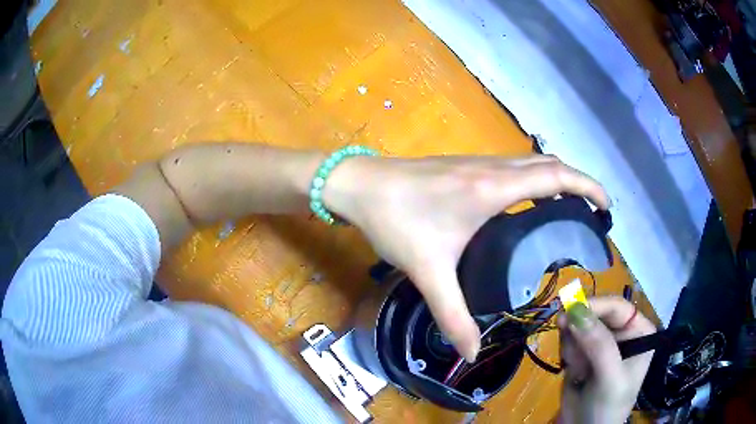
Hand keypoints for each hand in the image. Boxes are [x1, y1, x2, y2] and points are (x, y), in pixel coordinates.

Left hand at [323, 154, 608, 360]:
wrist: (358, 185)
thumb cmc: (395, 220)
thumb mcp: (428, 272)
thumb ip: (452, 316)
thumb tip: (471, 352)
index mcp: (493, 189)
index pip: (555, 176)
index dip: (587, 186)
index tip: (606, 206)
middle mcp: (491, 169)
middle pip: (549, 165)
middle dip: (578, 182)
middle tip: (591, 213)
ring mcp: (477, 164)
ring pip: (530, 163)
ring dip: (555, 178)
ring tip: (569, 209)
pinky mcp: (464, 167)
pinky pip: (512, 168)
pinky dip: (533, 179)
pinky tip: (527, 205)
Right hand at [558, 297, 656, 423]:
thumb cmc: (607, 406)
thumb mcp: (609, 377)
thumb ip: (598, 345)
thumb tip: (576, 310)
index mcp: (639, 331)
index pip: (617, 307)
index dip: (595, 306)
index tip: (569, 311)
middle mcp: (622, 333)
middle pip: (597, 313)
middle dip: (580, 329)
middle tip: (565, 338)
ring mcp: (603, 343)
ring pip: (580, 325)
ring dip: (572, 344)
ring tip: (576, 368)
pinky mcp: (585, 354)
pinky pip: (571, 340)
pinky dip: (567, 352)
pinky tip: (573, 370)